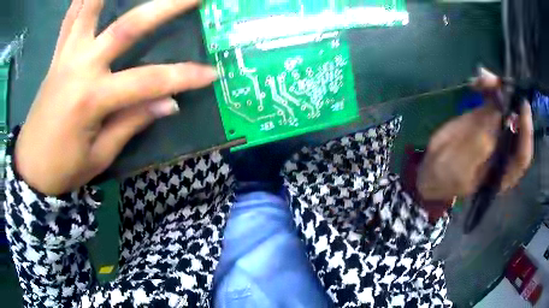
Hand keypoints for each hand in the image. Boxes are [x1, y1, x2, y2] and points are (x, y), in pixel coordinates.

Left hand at [15, 0, 216, 194]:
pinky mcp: (56, 55)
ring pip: (89, 9)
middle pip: (126, 27)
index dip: (182, 77)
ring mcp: (65, 56)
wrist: (31, 169)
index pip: (147, 81)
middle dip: (164, 8)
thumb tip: (169, 103)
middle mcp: (79, 67)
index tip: (211, 74)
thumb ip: (132, 121)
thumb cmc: (64, 169)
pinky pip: (69, 18)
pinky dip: (81, 0)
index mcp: (91, 99)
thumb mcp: (100, 155)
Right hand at [417, 69, 533, 200]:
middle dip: (510, 100)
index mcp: (503, 173)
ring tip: (483, 78)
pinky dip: (487, 88)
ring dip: (496, 89)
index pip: (523, 155)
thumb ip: (479, 145)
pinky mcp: (485, 118)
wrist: (433, 167)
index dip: (526, 132)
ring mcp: (496, 132)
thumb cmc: (446, 176)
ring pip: (505, 106)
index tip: (522, 106)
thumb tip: (496, 113)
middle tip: (497, 83)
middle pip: (517, 124)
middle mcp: (505, 150)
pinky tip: (477, 81)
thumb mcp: (460, 168)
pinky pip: (491, 100)